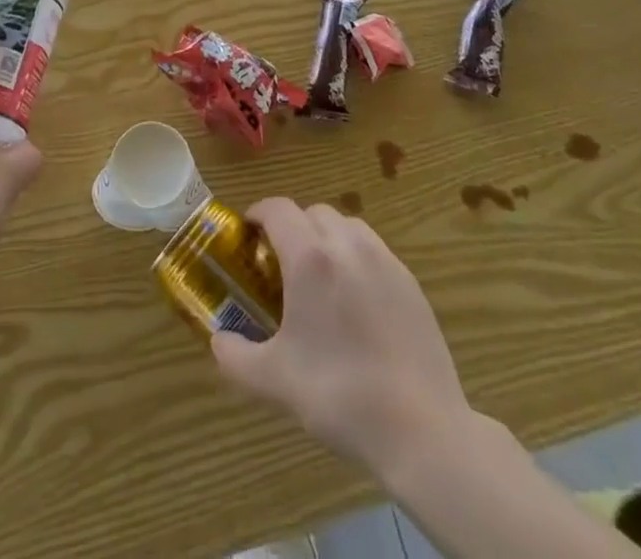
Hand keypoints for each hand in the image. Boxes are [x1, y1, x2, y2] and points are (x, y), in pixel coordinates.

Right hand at [210, 198, 474, 479]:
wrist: (422, 430)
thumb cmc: (340, 396)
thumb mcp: (274, 382)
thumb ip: (235, 356)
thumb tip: (217, 340)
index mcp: (310, 258)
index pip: (277, 209)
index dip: (258, 213)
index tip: (248, 233)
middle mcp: (347, 245)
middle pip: (312, 213)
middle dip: (292, 227)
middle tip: (281, 263)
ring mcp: (384, 260)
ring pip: (347, 226)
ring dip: (326, 238)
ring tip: (320, 278)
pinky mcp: (410, 282)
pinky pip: (374, 251)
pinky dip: (356, 259)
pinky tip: (356, 303)